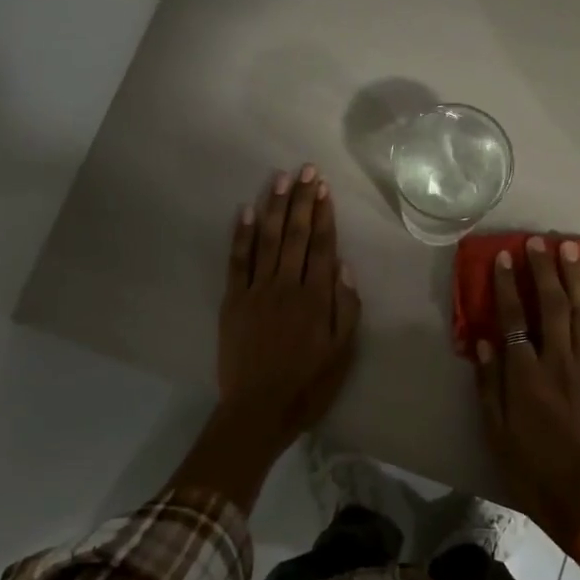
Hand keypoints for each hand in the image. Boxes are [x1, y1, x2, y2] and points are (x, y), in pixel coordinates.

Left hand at [217, 164, 361, 449]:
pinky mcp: (233, 300)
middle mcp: (287, 285)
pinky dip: (241, 235)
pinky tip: (246, 211)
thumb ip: (346, 308)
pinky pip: (237, 261)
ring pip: (268, 240)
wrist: (258, 409)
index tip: (324, 188)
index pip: (323, 246)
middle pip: (297, 235)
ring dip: (275, 207)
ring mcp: (257, 290)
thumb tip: (344, 267)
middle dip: (302, 200)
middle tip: (305, 169)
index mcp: (316, 298)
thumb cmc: (308, 385)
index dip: (324, 215)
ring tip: (280, 178)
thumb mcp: (342, 353)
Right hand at [474, 234, 579, 547]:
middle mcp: (559, 363)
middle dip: (546, 271)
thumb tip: (484, 341)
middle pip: (553, 307)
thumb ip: (489, 384)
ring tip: (573, 250)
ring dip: (577, 279)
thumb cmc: (531, 468)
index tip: (505, 257)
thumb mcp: (496, 431)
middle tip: (541, 241)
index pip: (514, 319)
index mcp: (526, 376)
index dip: (509, 286)